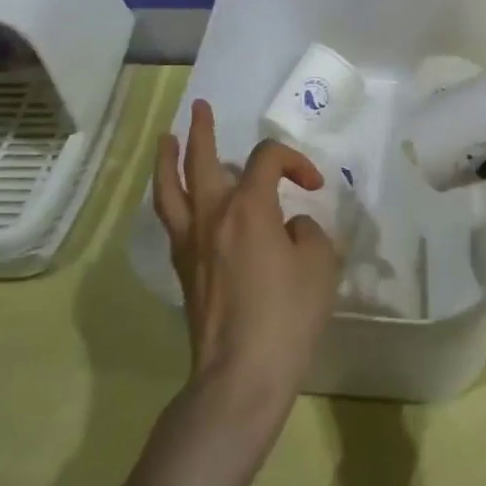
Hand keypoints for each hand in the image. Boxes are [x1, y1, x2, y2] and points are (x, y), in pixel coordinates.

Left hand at [152, 99, 341, 393]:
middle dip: (202, 130)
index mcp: (249, 207)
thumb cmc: (286, 317)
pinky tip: (176, 198)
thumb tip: (288, 227)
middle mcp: (213, 216)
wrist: (240, 376)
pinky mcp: (183, 271)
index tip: (313, 186)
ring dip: (168, 160)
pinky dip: (170, 198)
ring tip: (166, 140)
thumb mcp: (319, 265)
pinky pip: (171, 221)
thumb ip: (307, 232)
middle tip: (201, 108)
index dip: (294, 161)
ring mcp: (191, 244)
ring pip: (170, 190)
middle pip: (201, 160)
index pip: (267, 159)